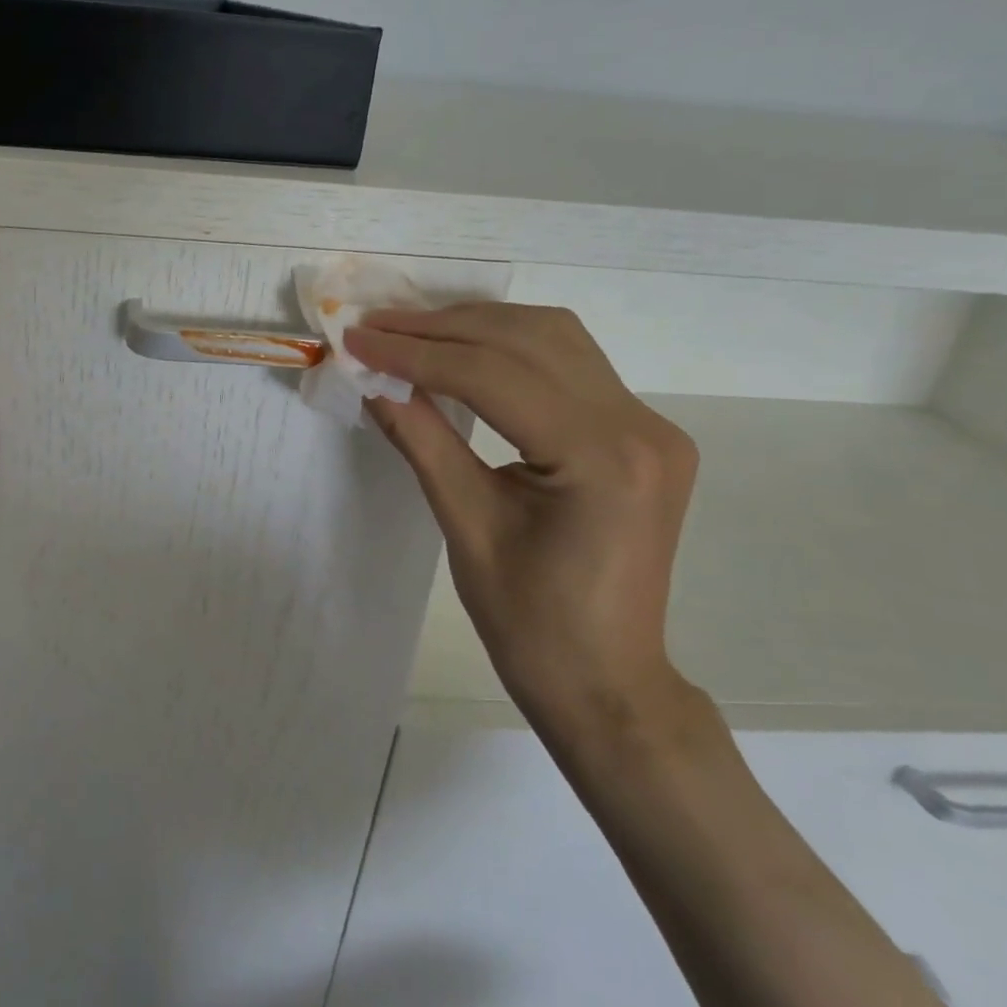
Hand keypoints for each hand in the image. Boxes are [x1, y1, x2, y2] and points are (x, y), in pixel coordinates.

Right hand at [347, 304, 698, 737]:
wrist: (606, 680)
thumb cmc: (530, 624)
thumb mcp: (465, 525)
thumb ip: (420, 437)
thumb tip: (369, 377)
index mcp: (601, 459)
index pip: (494, 376)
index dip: (416, 353)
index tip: (356, 340)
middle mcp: (640, 426)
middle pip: (528, 340)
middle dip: (441, 327)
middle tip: (374, 327)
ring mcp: (650, 424)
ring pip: (553, 337)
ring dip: (476, 325)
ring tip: (410, 332)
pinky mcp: (642, 430)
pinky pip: (570, 362)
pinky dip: (509, 345)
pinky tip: (464, 350)